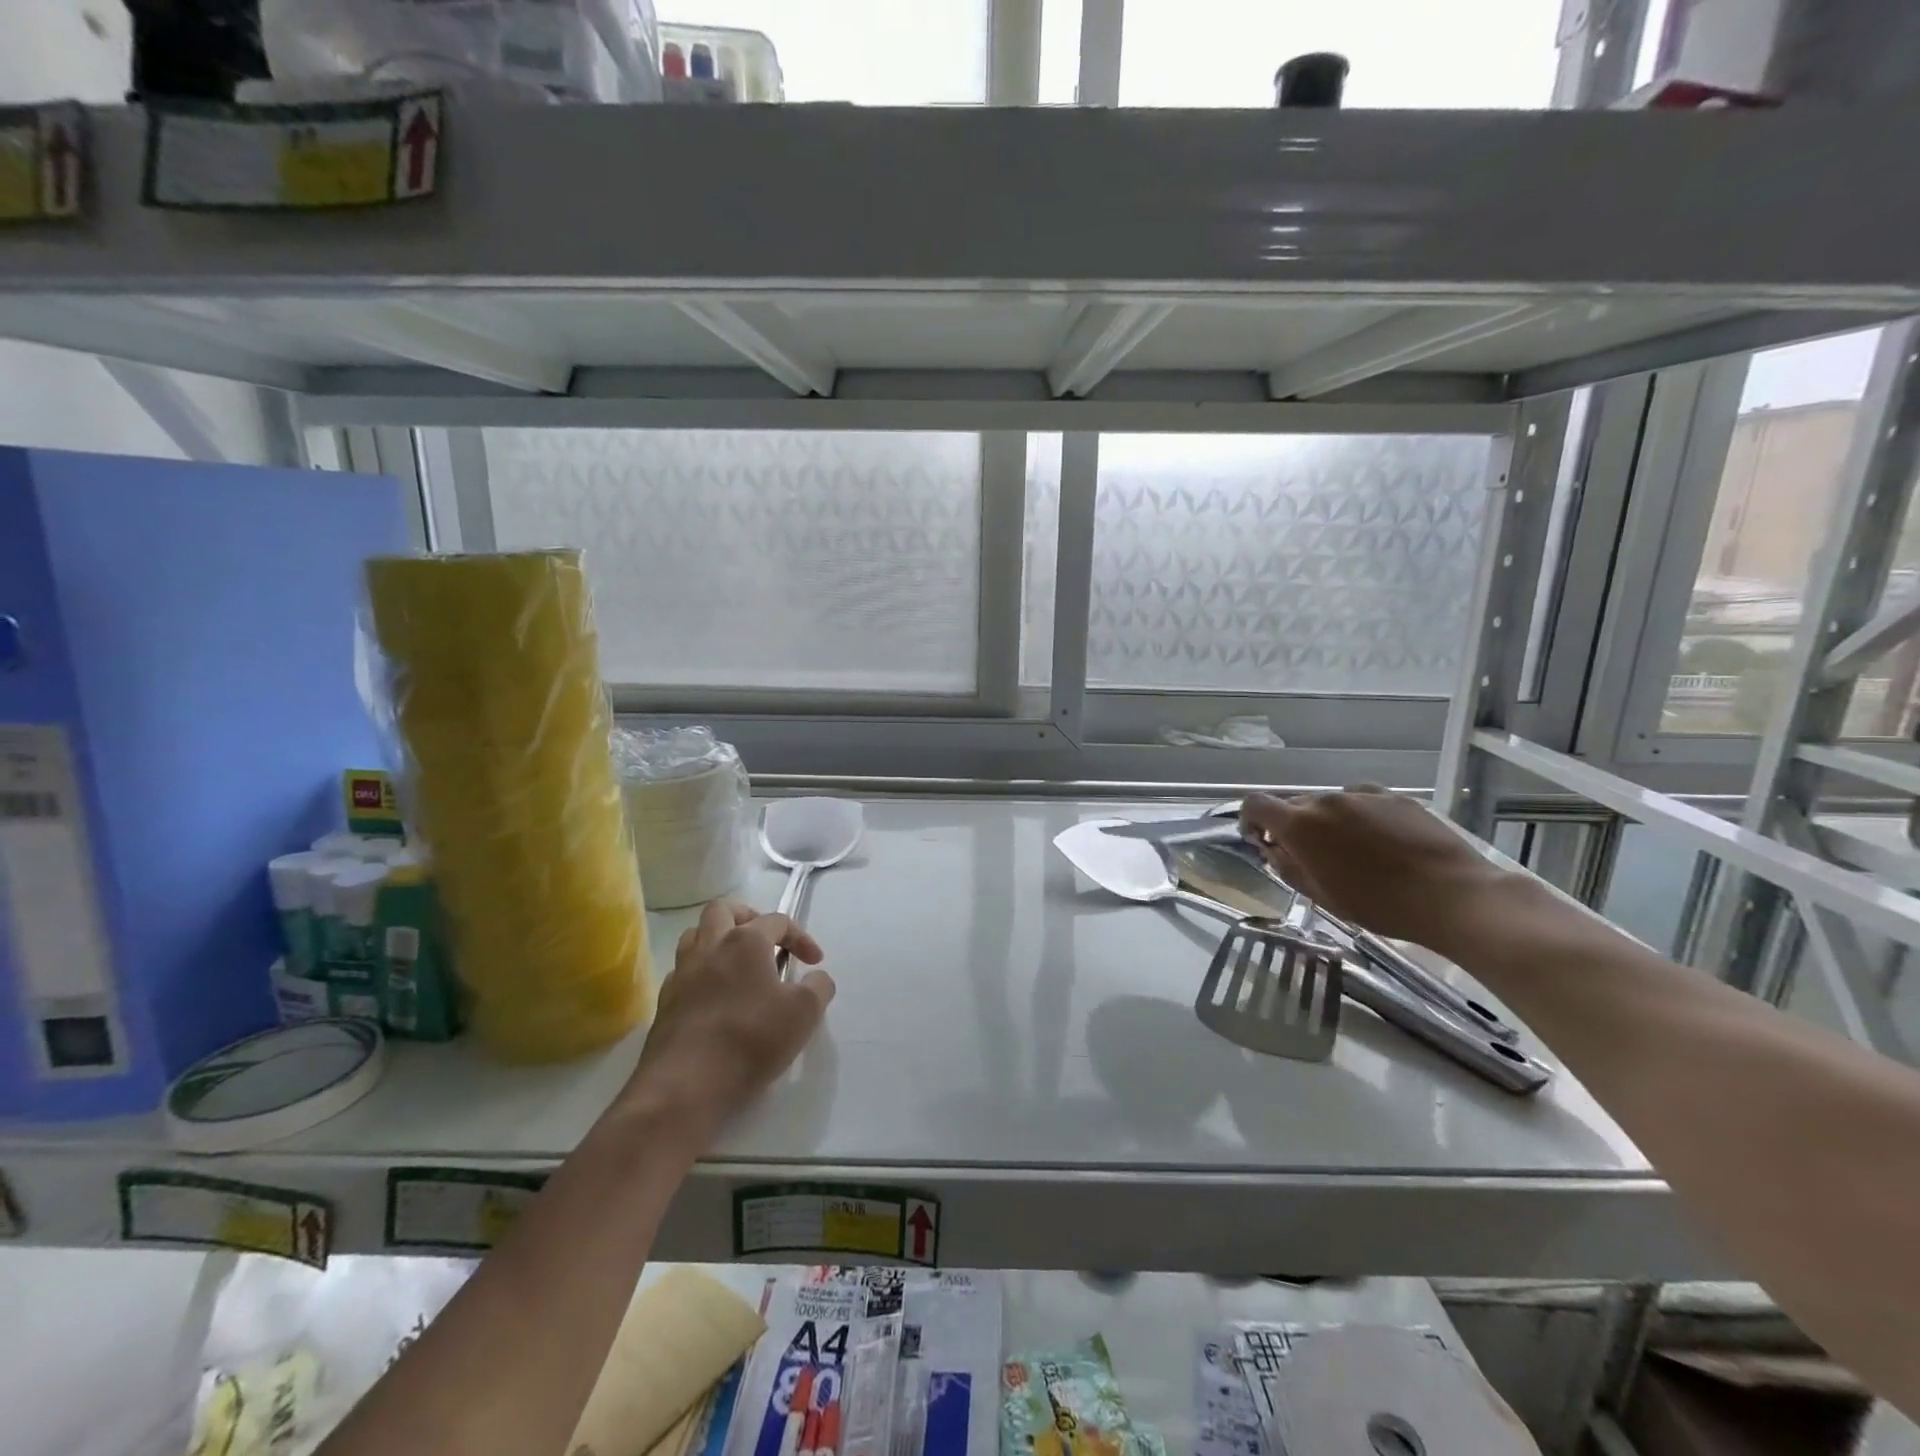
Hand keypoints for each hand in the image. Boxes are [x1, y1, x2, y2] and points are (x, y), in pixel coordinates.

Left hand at [621, 899, 835, 1142]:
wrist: (685, 1085)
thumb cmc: (751, 1039)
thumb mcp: (804, 1013)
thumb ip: (818, 988)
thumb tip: (817, 978)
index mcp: (745, 941)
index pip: (777, 921)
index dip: (801, 937)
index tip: (815, 963)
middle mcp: (710, 947)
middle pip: (723, 910)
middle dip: (748, 917)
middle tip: (766, 941)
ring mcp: (682, 974)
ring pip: (695, 936)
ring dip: (718, 940)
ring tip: (738, 964)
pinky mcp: (665, 1003)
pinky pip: (683, 972)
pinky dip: (701, 973)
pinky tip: (715, 997)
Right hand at [1239, 787, 1513, 953]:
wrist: (1454, 896)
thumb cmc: (1380, 905)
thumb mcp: (1322, 896)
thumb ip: (1288, 867)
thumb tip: (1274, 850)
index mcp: (1301, 825)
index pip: (1255, 804)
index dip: (1249, 820)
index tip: (1260, 840)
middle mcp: (1326, 801)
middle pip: (1294, 805)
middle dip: (1293, 827)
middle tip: (1308, 857)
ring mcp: (1363, 795)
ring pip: (1329, 804)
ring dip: (1327, 822)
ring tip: (1351, 852)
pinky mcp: (1395, 798)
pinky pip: (1363, 801)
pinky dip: (1359, 817)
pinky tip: (1380, 842)